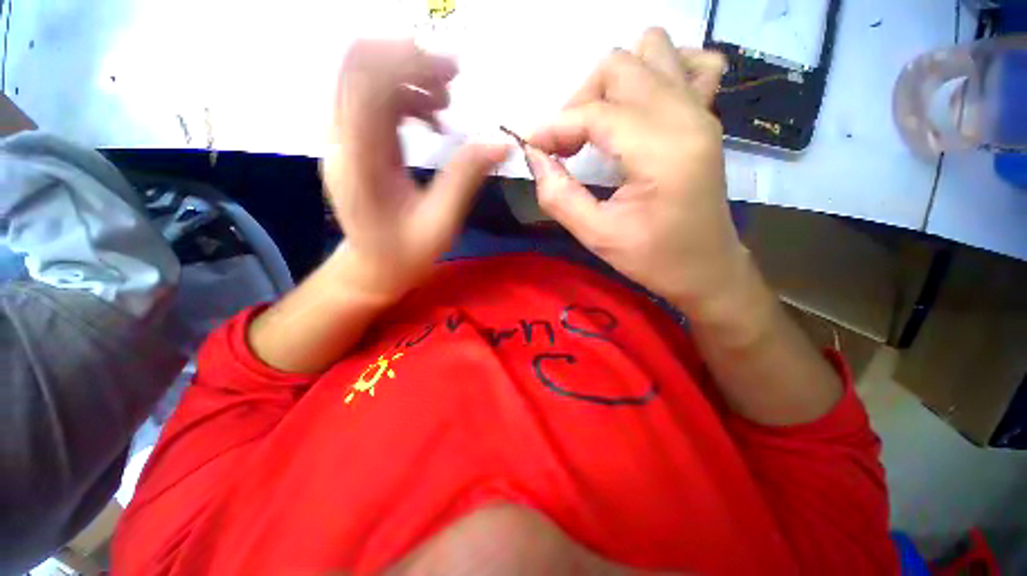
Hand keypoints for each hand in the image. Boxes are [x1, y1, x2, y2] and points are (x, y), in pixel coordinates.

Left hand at [321, 40, 508, 301]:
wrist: (374, 266)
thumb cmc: (405, 252)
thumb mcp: (441, 222)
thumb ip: (465, 178)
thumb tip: (500, 143)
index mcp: (359, 160)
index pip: (365, 81)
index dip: (406, 62)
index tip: (451, 75)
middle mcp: (342, 139)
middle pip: (360, 67)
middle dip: (408, 62)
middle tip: (452, 82)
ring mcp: (345, 138)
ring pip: (367, 78)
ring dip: (410, 80)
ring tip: (446, 106)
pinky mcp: (356, 142)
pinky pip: (376, 100)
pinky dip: (406, 99)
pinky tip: (432, 122)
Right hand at [528, 29, 747, 317]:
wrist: (706, 269)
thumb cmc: (654, 259)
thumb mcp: (598, 237)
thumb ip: (559, 196)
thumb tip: (535, 157)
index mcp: (661, 150)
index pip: (595, 113)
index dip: (554, 127)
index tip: (531, 149)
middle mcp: (686, 115)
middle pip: (619, 67)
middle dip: (579, 102)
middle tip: (564, 145)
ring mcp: (701, 110)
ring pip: (650, 52)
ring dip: (613, 82)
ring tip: (598, 125)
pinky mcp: (706, 117)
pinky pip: (691, 64)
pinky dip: (659, 72)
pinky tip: (641, 107)